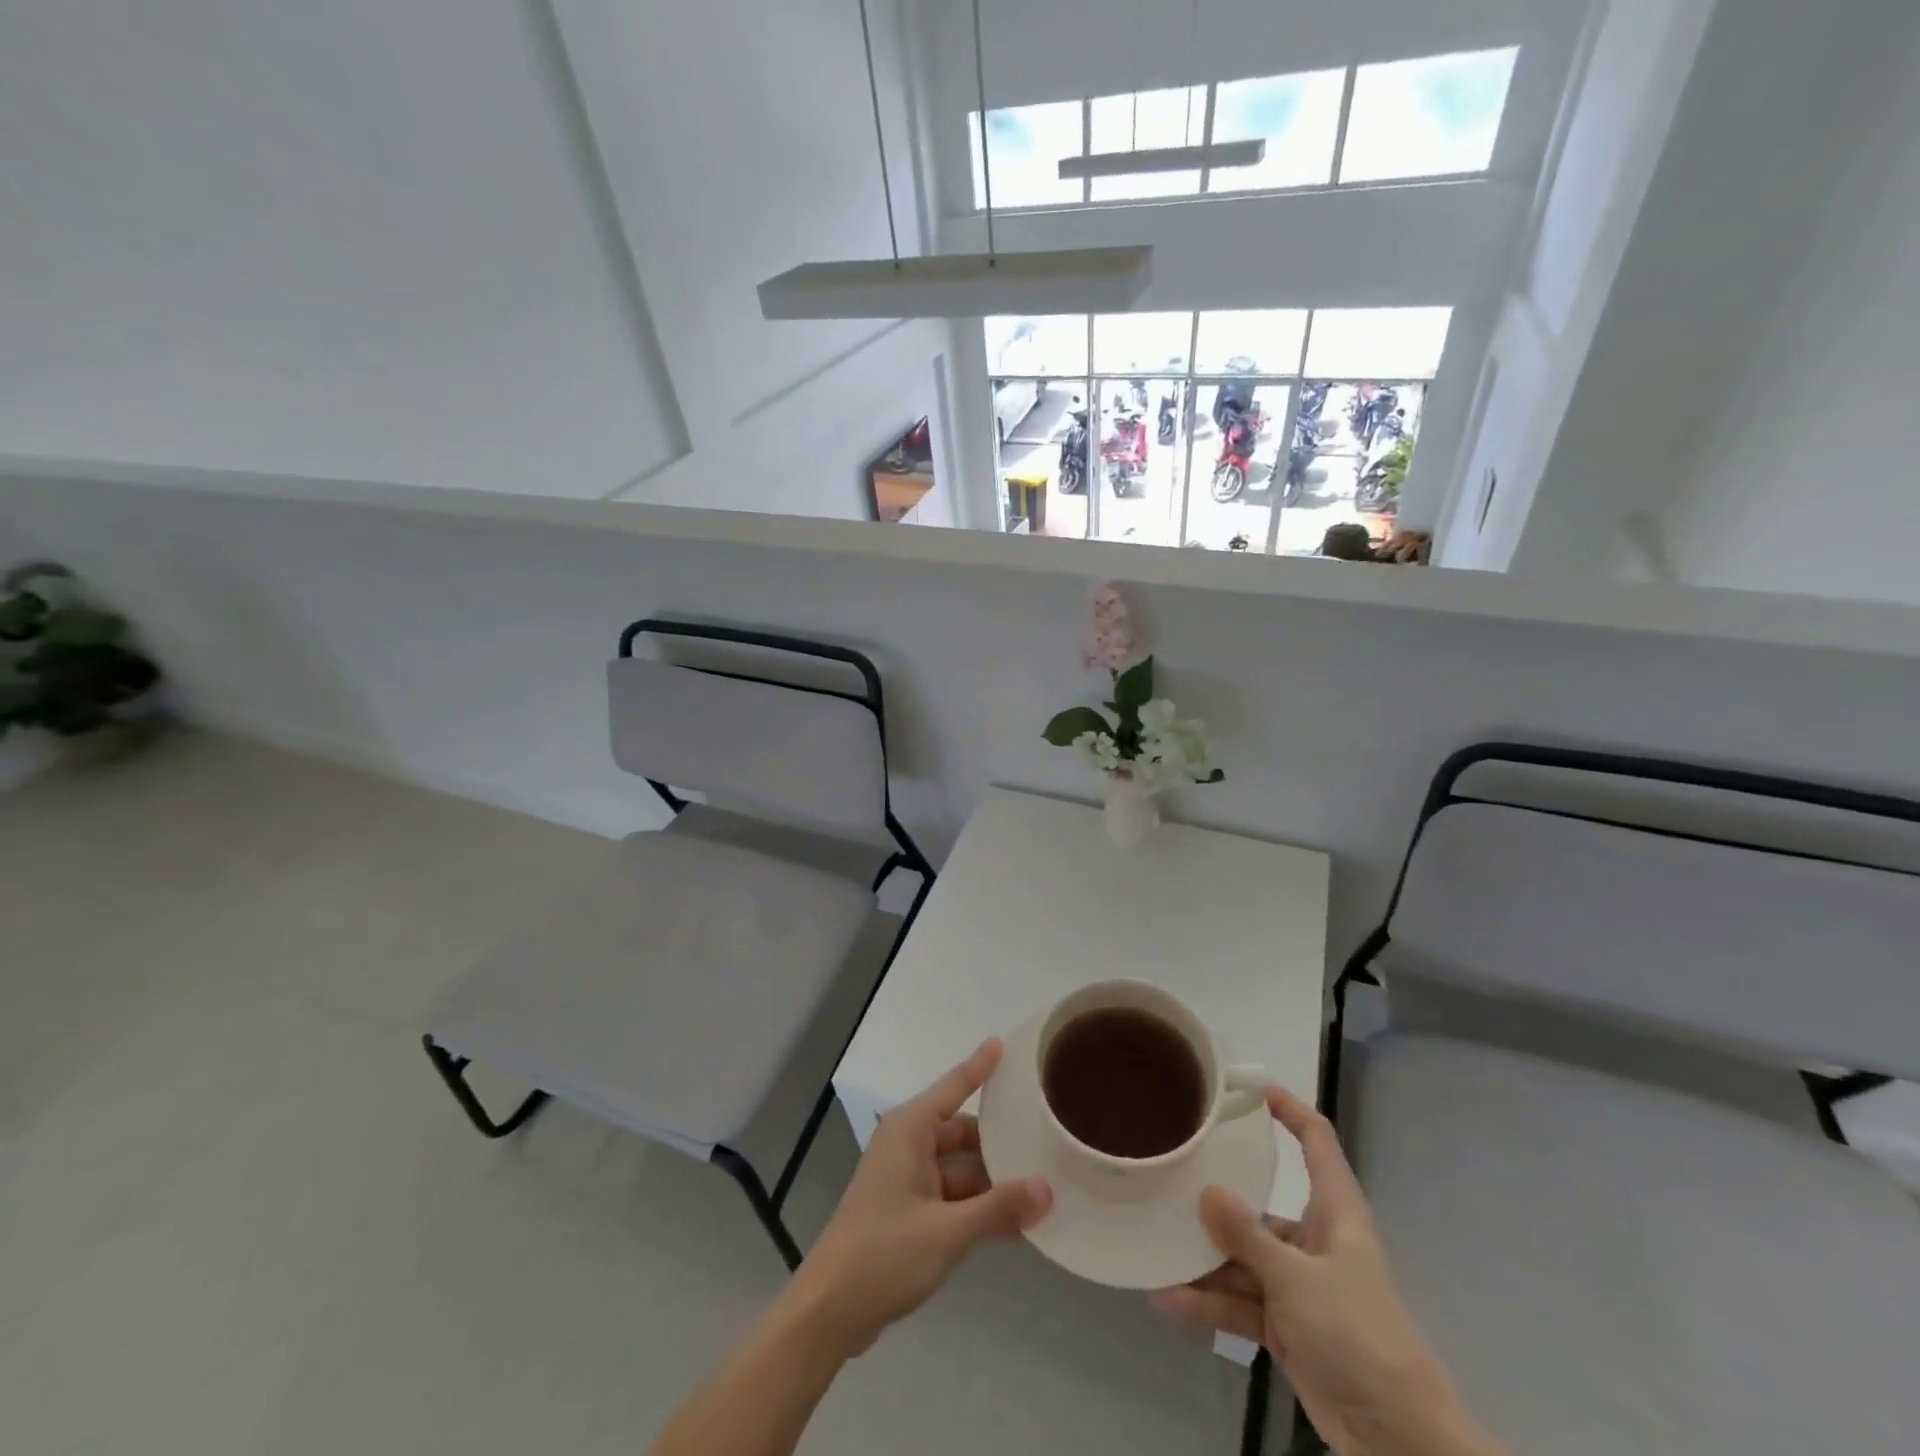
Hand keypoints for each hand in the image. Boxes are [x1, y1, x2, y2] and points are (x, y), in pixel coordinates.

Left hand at [782, 1039, 1051, 1358]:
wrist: (829, 1311)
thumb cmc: (884, 1254)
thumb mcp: (948, 1231)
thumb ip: (998, 1208)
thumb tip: (1047, 1188)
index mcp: (910, 1129)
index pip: (954, 1086)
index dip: (980, 1066)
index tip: (1002, 1043)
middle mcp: (908, 1144)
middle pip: (962, 1132)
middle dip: (999, 1144)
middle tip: (1044, 1144)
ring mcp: (906, 1178)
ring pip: (959, 1168)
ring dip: (992, 1184)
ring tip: (1040, 1193)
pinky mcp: (906, 1210)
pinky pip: (950, 1196)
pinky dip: (976, 1207)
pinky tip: (1013, 1226)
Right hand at [1150, 1088, 1502, 1455]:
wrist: (1400, 1440)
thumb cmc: (1358, 1335)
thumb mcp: (1298, 1280)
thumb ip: (1249, 1236)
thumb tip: (1207, 1190)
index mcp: (1335, 1214)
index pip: (1317, 1143)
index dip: (1290, 1110)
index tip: (1250, 1087)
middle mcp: (1315, 1242)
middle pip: (1261, 1207)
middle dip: (1218, 1200)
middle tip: (1171, 1176)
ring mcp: (1300, 1286)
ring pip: (1243, 1259)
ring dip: (1204, 1261)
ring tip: (1156, 1247)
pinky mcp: (1287, 1327)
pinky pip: (1240, 1303)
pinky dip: (1209, 1303)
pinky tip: (1168, 1299)